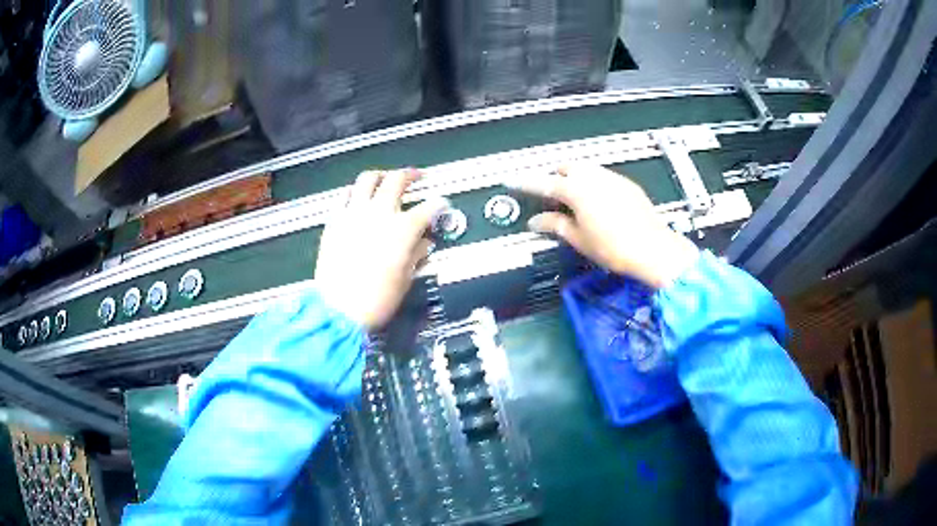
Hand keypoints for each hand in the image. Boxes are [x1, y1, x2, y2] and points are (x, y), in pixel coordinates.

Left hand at [315, 169, 448, 329]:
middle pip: (397, 180)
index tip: (441, 205)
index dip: (439, 205)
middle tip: (417, 177)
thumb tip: (423, 244)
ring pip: (368, 179)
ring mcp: (354, 213)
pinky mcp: (335, 220)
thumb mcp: (405, 279)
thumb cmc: (376, 299)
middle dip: (411, 175)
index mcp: (403, 229)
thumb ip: (416, 254)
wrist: (339, 310)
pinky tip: (358, 196)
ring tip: (386, 178)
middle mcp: (380, 213)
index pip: (429, 208)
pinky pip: (345, 196)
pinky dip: (355, 192)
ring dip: (381, 176)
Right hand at [510, 164, 698, 287]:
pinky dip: (593, 183)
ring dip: (575, 178)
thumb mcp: (579, 239)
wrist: (653, 249)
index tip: (513, 181)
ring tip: (574, 201)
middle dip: (555, 177)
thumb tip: (537, 222)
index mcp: (577, 191)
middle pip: (567, 167)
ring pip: (586, 169)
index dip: (525, 183)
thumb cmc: (614, 248)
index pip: (544, 183)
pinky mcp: (627, 185)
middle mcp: (595, 178)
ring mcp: (613, 179)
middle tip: (550, 197)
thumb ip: (555, 225)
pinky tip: (597, 202)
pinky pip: (603, 176)